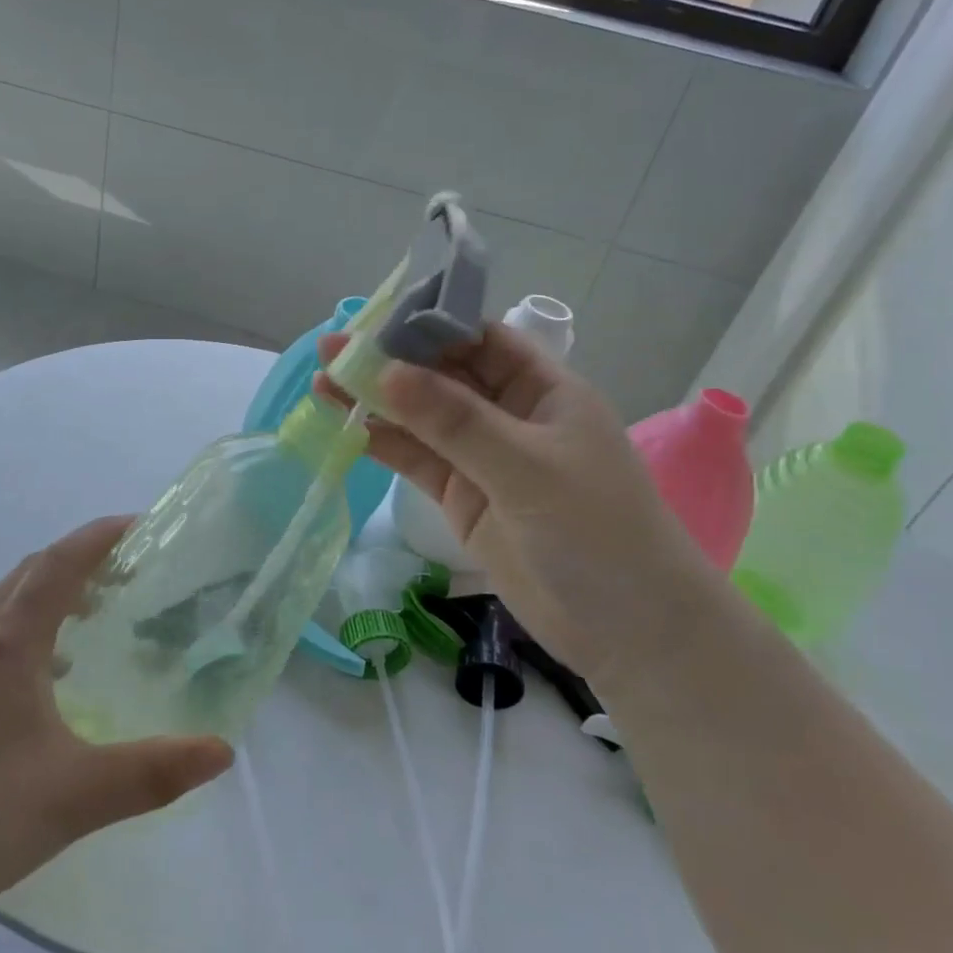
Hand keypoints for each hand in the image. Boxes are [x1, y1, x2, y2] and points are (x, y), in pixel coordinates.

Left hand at [0, 517, 233, 946]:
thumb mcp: (81, 794)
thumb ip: (156, 771)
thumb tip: (222, 751)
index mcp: (9, 645)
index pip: (58, 565)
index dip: (98, 537)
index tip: (138, 525)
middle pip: (28, 573)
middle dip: (77, 559)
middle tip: (122, 570)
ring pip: (1, 603)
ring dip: (47, 591)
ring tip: (87, 616)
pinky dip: (23, 626)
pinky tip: (40, 676)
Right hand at [316, 326, 713, 684]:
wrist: (631, 633)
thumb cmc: (598, 533)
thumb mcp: (527, 468)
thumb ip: (455, 421)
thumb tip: (386, 372)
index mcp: (543, 390)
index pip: (480, 339)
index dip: (429, 325)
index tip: (374, 319)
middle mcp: (511, 415)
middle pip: (443, 376)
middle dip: (391, 362)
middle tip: (331, 349)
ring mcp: (484, 459)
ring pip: (422, 419)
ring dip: (376, 401)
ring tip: (322, 382)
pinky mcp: (464, 498)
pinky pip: (418, 460)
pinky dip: (383, 443)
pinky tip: (346, 426)